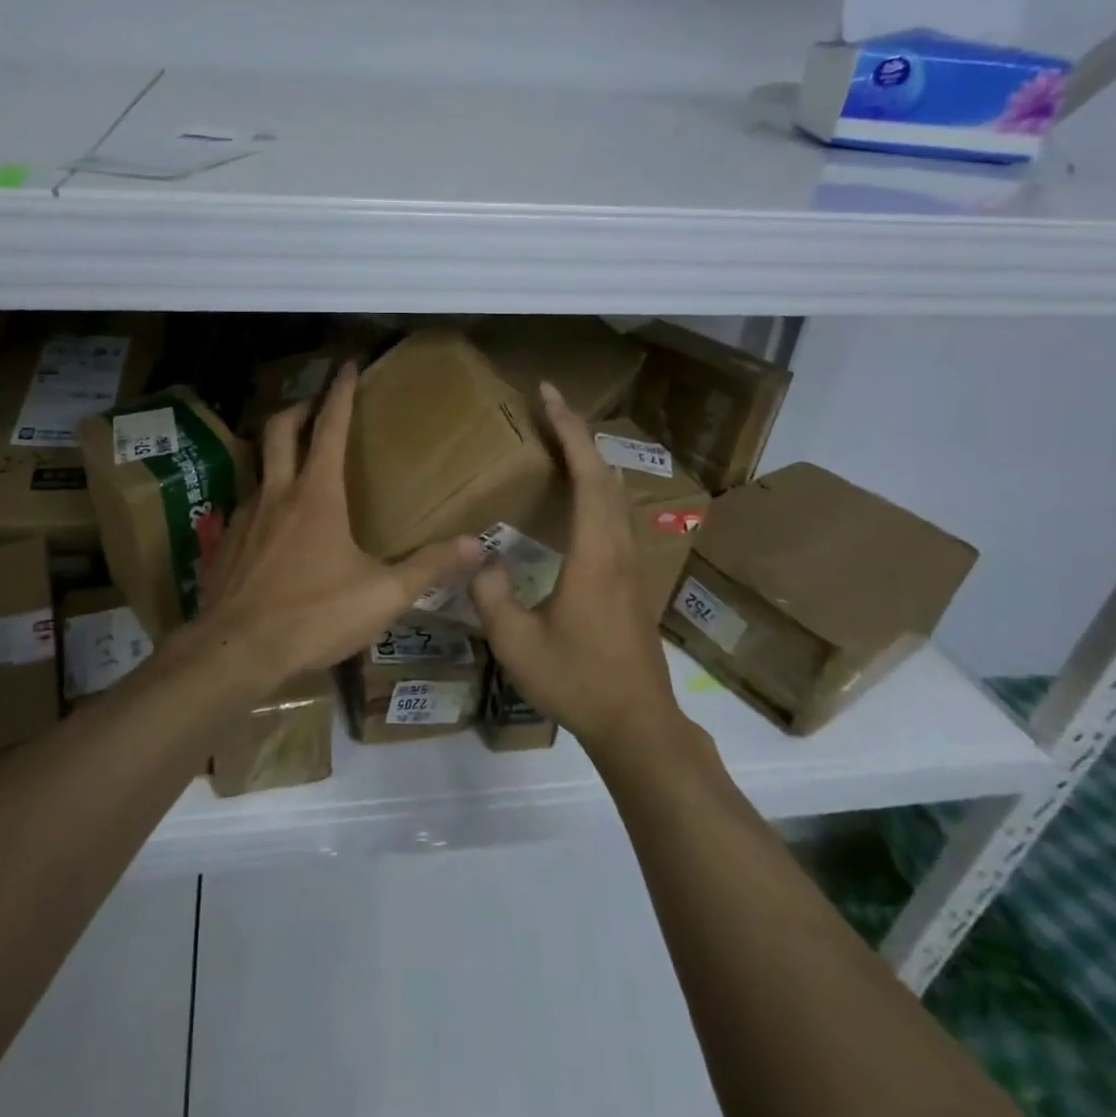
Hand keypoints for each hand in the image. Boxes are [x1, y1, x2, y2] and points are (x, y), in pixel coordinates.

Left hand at [193, 362, 481, 692]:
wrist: (235, 652)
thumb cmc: (313, 616)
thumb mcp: (382, 596)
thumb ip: (429, 566)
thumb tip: (477, 544)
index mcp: (317, 495)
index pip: (331, 427)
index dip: (341, 392)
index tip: (347, 364)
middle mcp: (277, 493)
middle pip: (280, 429)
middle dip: (299, 406)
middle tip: (316, 403)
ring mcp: (244, 516)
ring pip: (258, 464)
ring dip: (277, 450)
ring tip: (296, 460)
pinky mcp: (225, 542)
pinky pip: (246, 504)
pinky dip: (263, 496)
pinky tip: (274, 524)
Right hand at [471, 382, 684, 754]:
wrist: (636, 722)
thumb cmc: (577, 680)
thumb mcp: (516, 642)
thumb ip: (490, 594)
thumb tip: (478, 557)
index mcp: (593, 553)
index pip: (586, 474)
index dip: (568, 429)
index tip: (548, 394)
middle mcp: (618, 546)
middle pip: (606, 473)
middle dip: (578, 432)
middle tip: (549, 405)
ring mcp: (631, 562)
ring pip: (616, 492)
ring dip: (591, 457)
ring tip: (561, 439)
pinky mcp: (633, 578)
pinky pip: (616, 512)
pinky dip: (597, 484)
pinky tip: (581, 495)